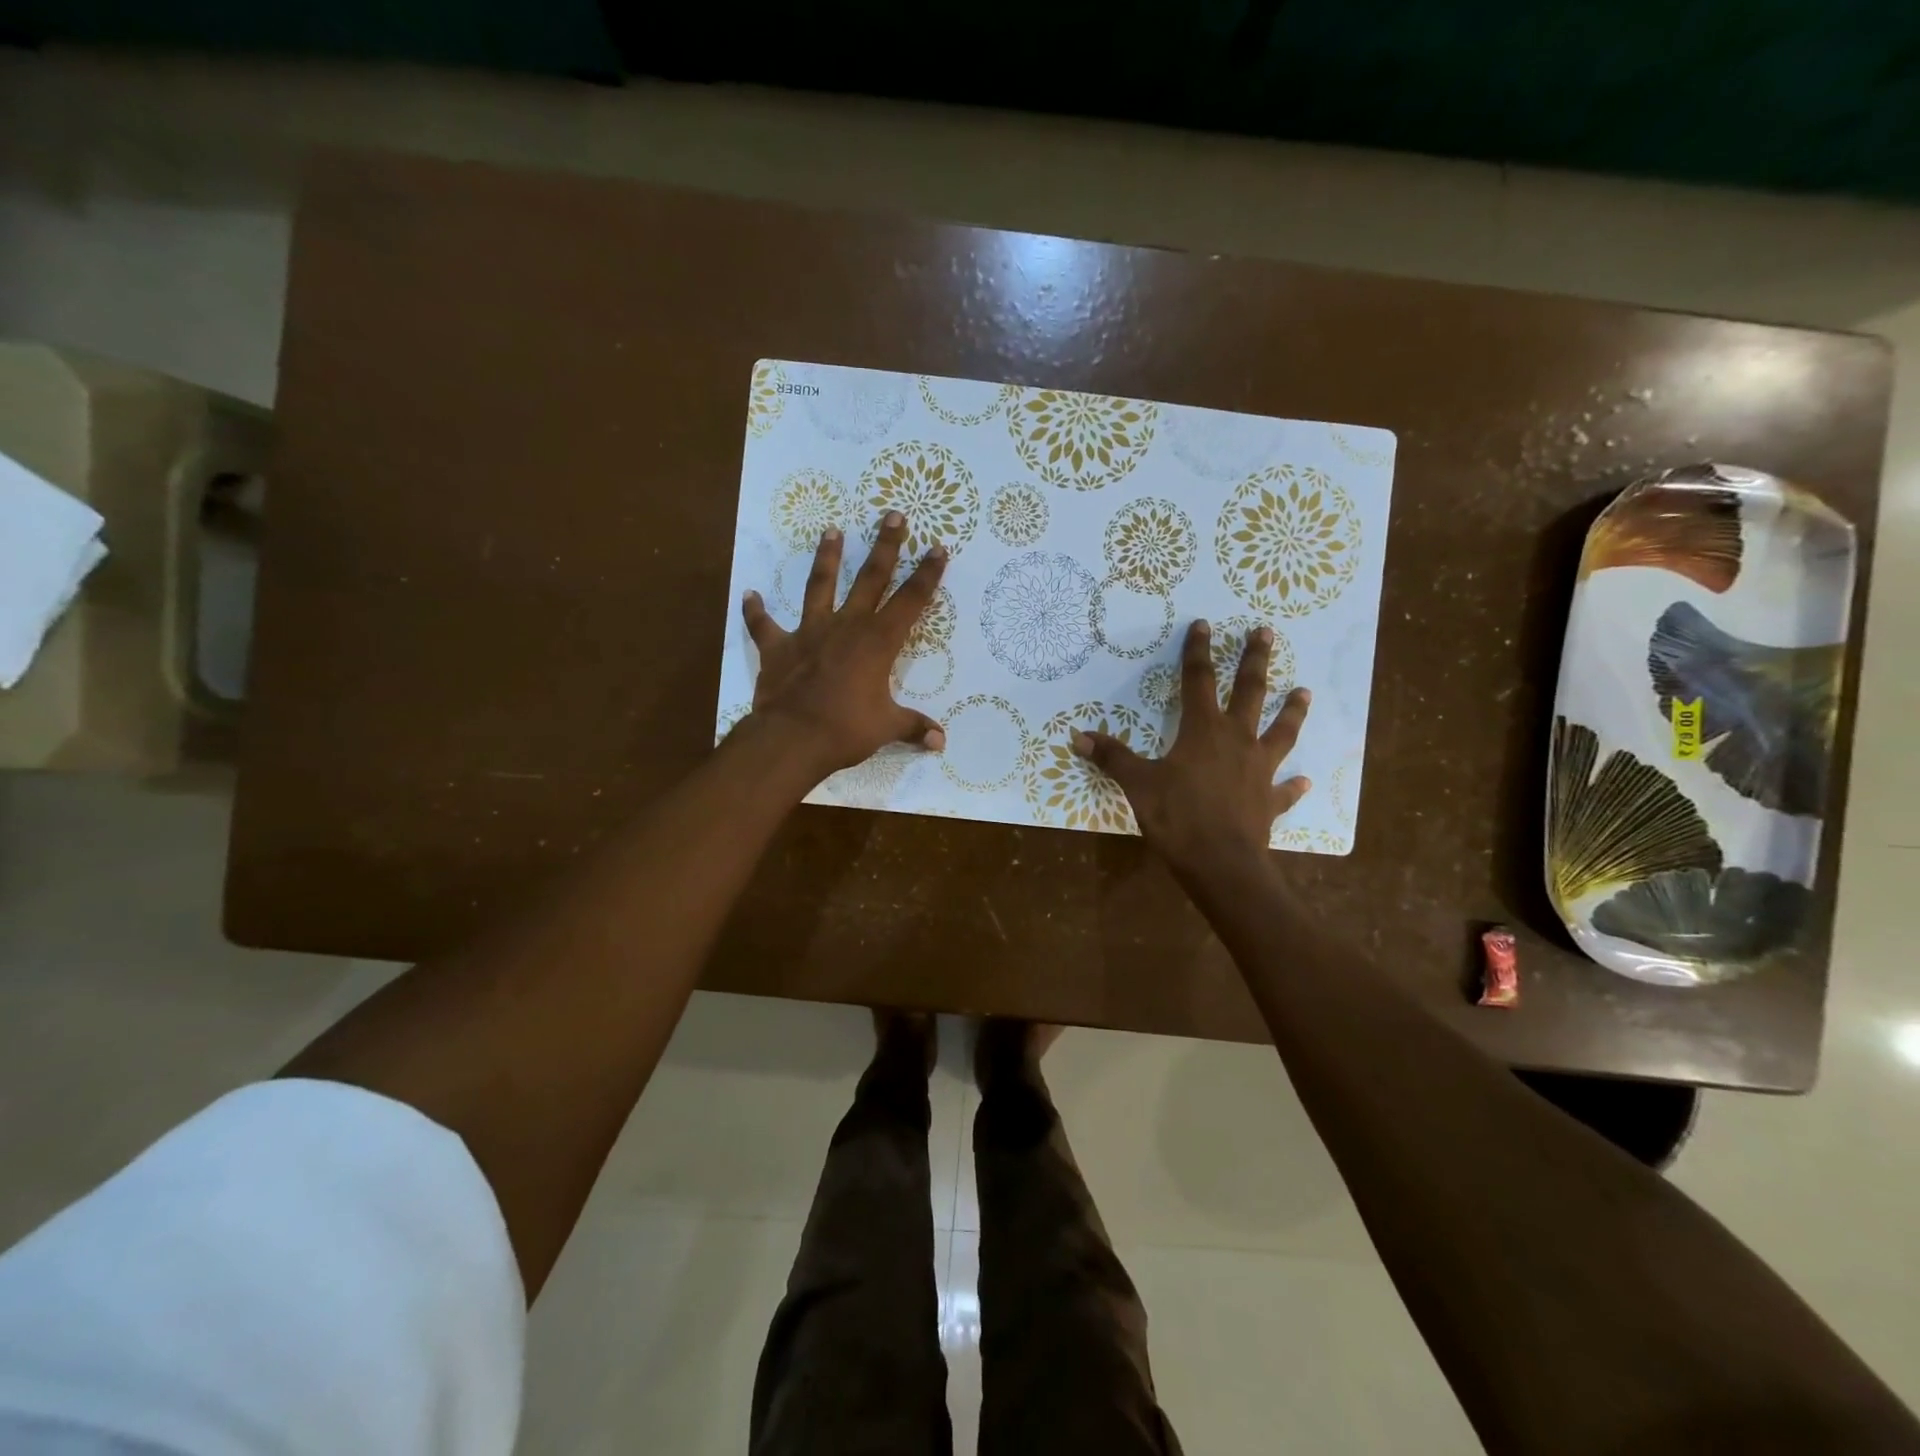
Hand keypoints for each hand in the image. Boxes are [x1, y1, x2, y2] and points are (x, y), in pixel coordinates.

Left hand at [740, 512, 947, 779]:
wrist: (793, 737)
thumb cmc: (846, 729)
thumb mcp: (886, 727)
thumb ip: (913, 728)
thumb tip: (941, 743)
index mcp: (878, 642)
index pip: (910, 601)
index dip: (927, 574)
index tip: (938, 547)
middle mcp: (846, 626)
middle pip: (870, 578)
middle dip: (885, 546)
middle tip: (893, 515)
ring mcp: (810, 632)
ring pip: (820, 586)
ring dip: (826, 558)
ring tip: (831, 530)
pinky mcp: (778, 647)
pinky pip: (763, 625)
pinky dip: (756, 611)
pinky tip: (750, 594)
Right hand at [1071, 619, 1311, 876]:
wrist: (1221, 864)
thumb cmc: (1177, 818)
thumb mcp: (1138, 784)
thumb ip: (1113, 758)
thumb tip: (1079, 737)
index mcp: (1203, 730)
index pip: (1199, 680)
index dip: (1198, 651)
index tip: (1203, 624)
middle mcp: (1237, 740)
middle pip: (1250, 692)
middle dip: (1255, 660)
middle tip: (1266, 632)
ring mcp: (1258, 769)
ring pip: (1281, 732)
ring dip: (1292, 711)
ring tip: (1305, 691)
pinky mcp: (1268, 800)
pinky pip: (1284, 789)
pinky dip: (1293, 785)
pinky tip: (1303, 780)